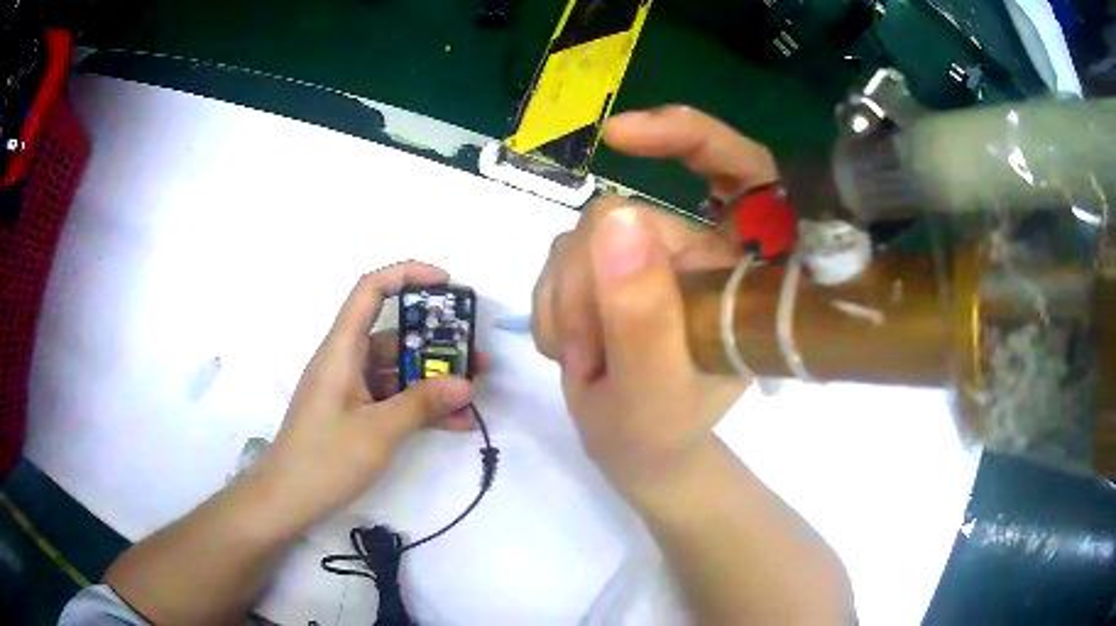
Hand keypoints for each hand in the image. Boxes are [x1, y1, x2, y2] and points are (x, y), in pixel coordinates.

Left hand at [255, 262, 479, 528]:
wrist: (288, 499)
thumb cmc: (325, 458)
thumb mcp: (378, 432)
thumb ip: (422, 404)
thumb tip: (465, 383)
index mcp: (341, 350)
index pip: (370, 290)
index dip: (406, 275)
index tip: (446, 284)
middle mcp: (345, 361)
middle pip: (392, 334)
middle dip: (435, 342)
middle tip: (475, 356)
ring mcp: (350, 389)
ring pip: (396, 370)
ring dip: (432, 379)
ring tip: (472, 392)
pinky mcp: (354, 413)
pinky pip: (391, 398)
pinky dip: (419, 406)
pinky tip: (453, 423)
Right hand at [532, 106, 777, 490]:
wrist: (633, 453)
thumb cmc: (663, 433)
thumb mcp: (656, 390)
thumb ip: (643, 314)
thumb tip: (618, 220)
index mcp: (742, 270)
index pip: (742, 170)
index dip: (692, 135)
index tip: (622, 136)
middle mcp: (699, 250)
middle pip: (628, 214)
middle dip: (588, 284)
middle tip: (585, 353)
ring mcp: (650, 257)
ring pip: (582, 237)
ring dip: (566, 303)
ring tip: (582, 361)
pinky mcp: (608, 267)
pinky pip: (558, 257)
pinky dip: (552, 306)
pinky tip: (569, 348)